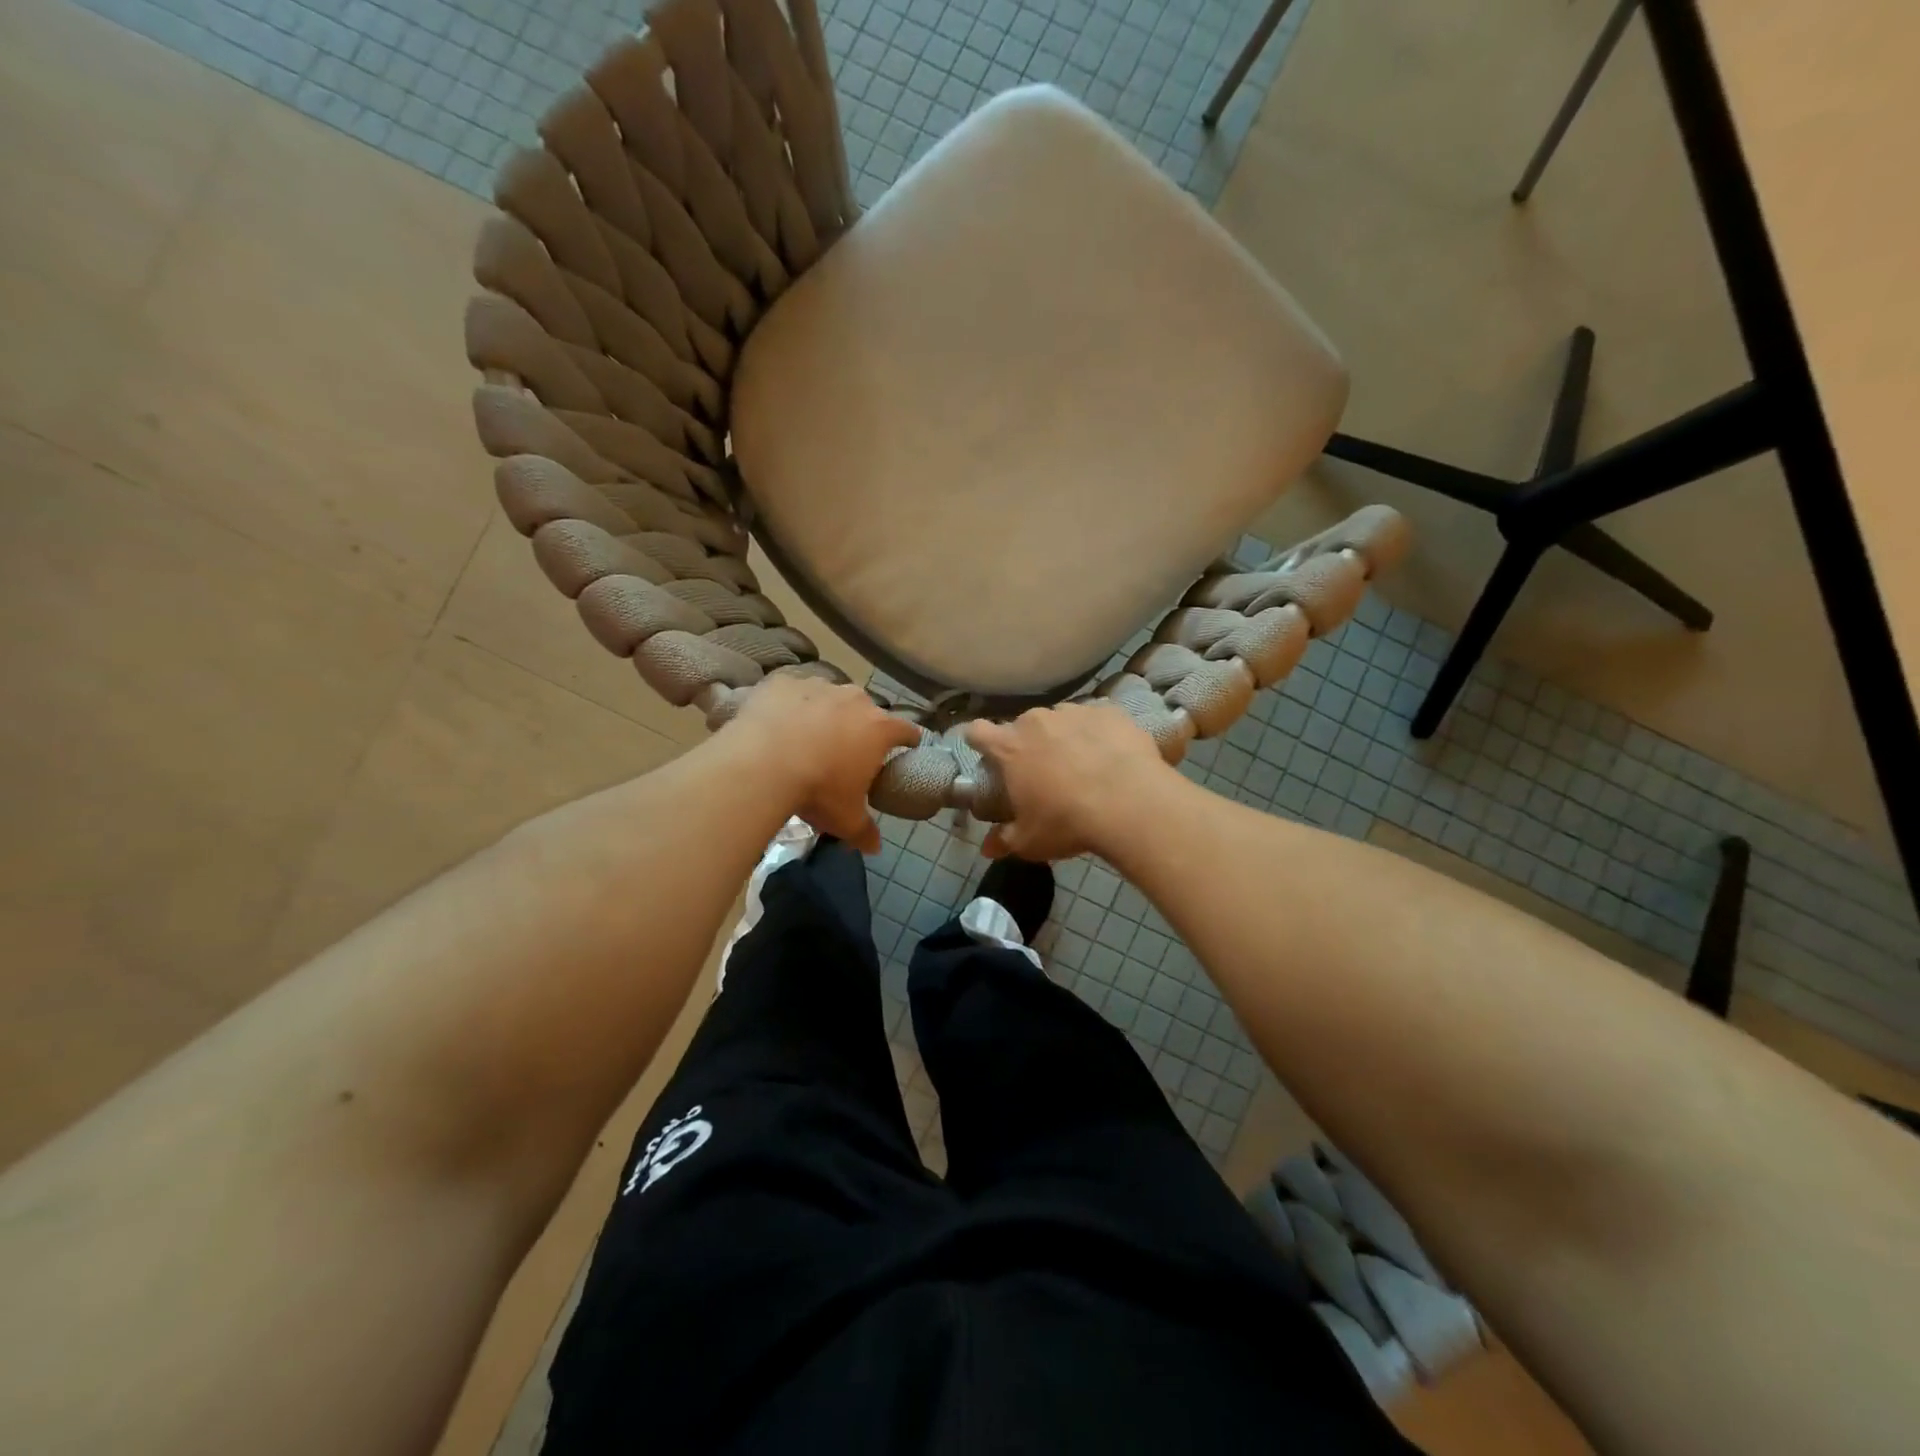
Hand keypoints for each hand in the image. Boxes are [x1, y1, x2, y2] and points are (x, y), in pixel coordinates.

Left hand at [724, 673, 920, 850]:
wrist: (761, 763)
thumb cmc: (817, 790)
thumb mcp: (844, 818)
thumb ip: (864, 831)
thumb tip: (874, 848)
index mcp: (878, 729)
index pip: (907, 730)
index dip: (909, 740)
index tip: (907, 747)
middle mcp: (854, 699)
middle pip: (866, 711)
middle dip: (860, 727)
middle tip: (845, 751)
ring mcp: (818, 685)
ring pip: (829, 697)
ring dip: (824, 713)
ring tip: (806, 736)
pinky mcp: (784, 682)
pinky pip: (792, 692)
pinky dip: (789, 704)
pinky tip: (776, 723)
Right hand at [966, 702, 1171, 861]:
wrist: (1131, 804)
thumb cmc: (1068, 822)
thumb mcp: (1030, 841)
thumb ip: (1004, 840)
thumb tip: (988, 849)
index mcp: (1010, 747)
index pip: (977, 732)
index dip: (979, 742)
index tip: (988, 757)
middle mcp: (1037, 721)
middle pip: (1022, 726)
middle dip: (1029, 745)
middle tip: (1043, 773)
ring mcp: (1075, 711)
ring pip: (1060, 720)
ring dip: (1064, 737)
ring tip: (1083, 765)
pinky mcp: (1110, 712)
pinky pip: (1096, 719)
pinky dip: (1098, 734)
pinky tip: (1112, 757)